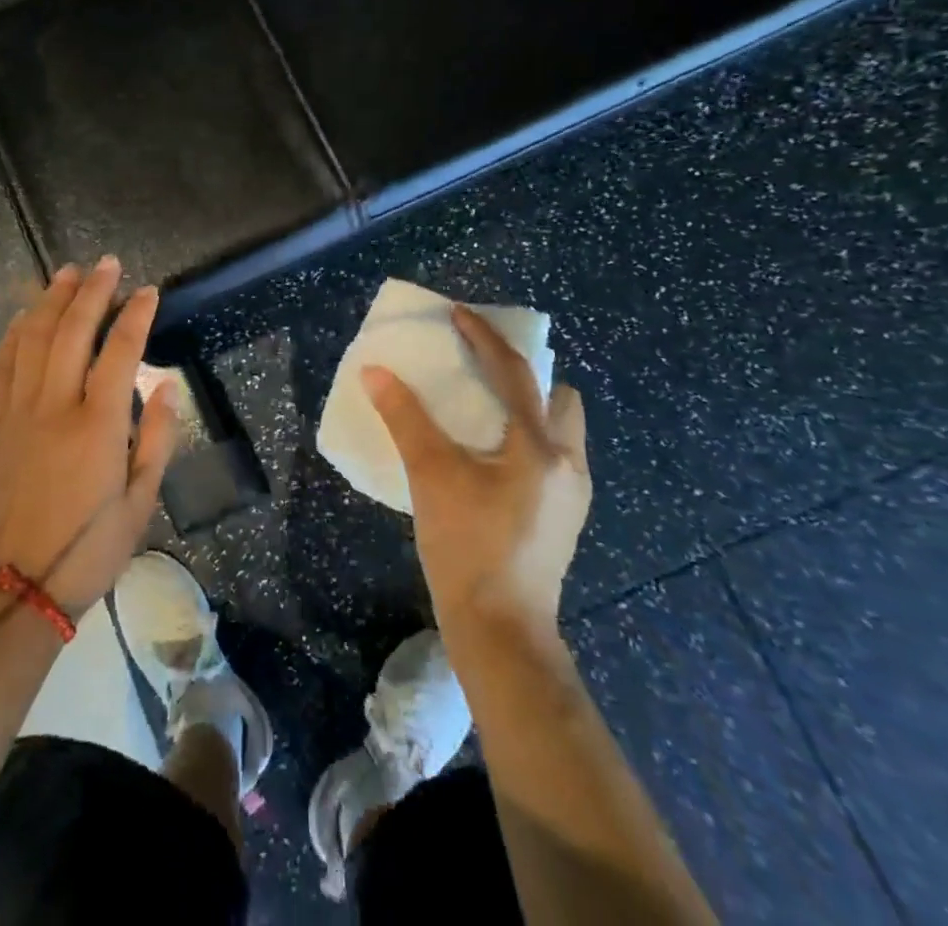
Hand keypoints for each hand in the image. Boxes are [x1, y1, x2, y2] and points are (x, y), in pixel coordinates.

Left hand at [0, 258, 178, 616]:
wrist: (14, 588)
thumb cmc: (88, 550)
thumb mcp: (140, 503)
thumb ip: (155, 439)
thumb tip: (166, 386)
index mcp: (97, 426)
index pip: (120, 351)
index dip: (136, 315)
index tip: (148, 291)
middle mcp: (55, 407)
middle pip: (72, 332)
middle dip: (93, 292)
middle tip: (107, 264)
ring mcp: (16, 413)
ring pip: (33, 340)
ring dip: (51, 301)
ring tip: (67, 273)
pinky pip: (0, 367)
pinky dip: (14, 335)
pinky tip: (24, 316)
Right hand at [363, 305, 589, 632]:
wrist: (501, 633)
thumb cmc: (467, 547)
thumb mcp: (430, 475)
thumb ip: (404, 418)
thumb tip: (375, 372)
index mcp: (540, 447)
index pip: (515, 372)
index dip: (484, 337)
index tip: (458, 314)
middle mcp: (568, 464)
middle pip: (558, 398)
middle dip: (526, 375)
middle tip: (483, 369)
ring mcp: (572, 495)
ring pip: (559, 430)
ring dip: (529, 408)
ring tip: (484, 410)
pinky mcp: (563, 519)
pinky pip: (552, 456)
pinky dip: (526, 439)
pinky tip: (491, 457)